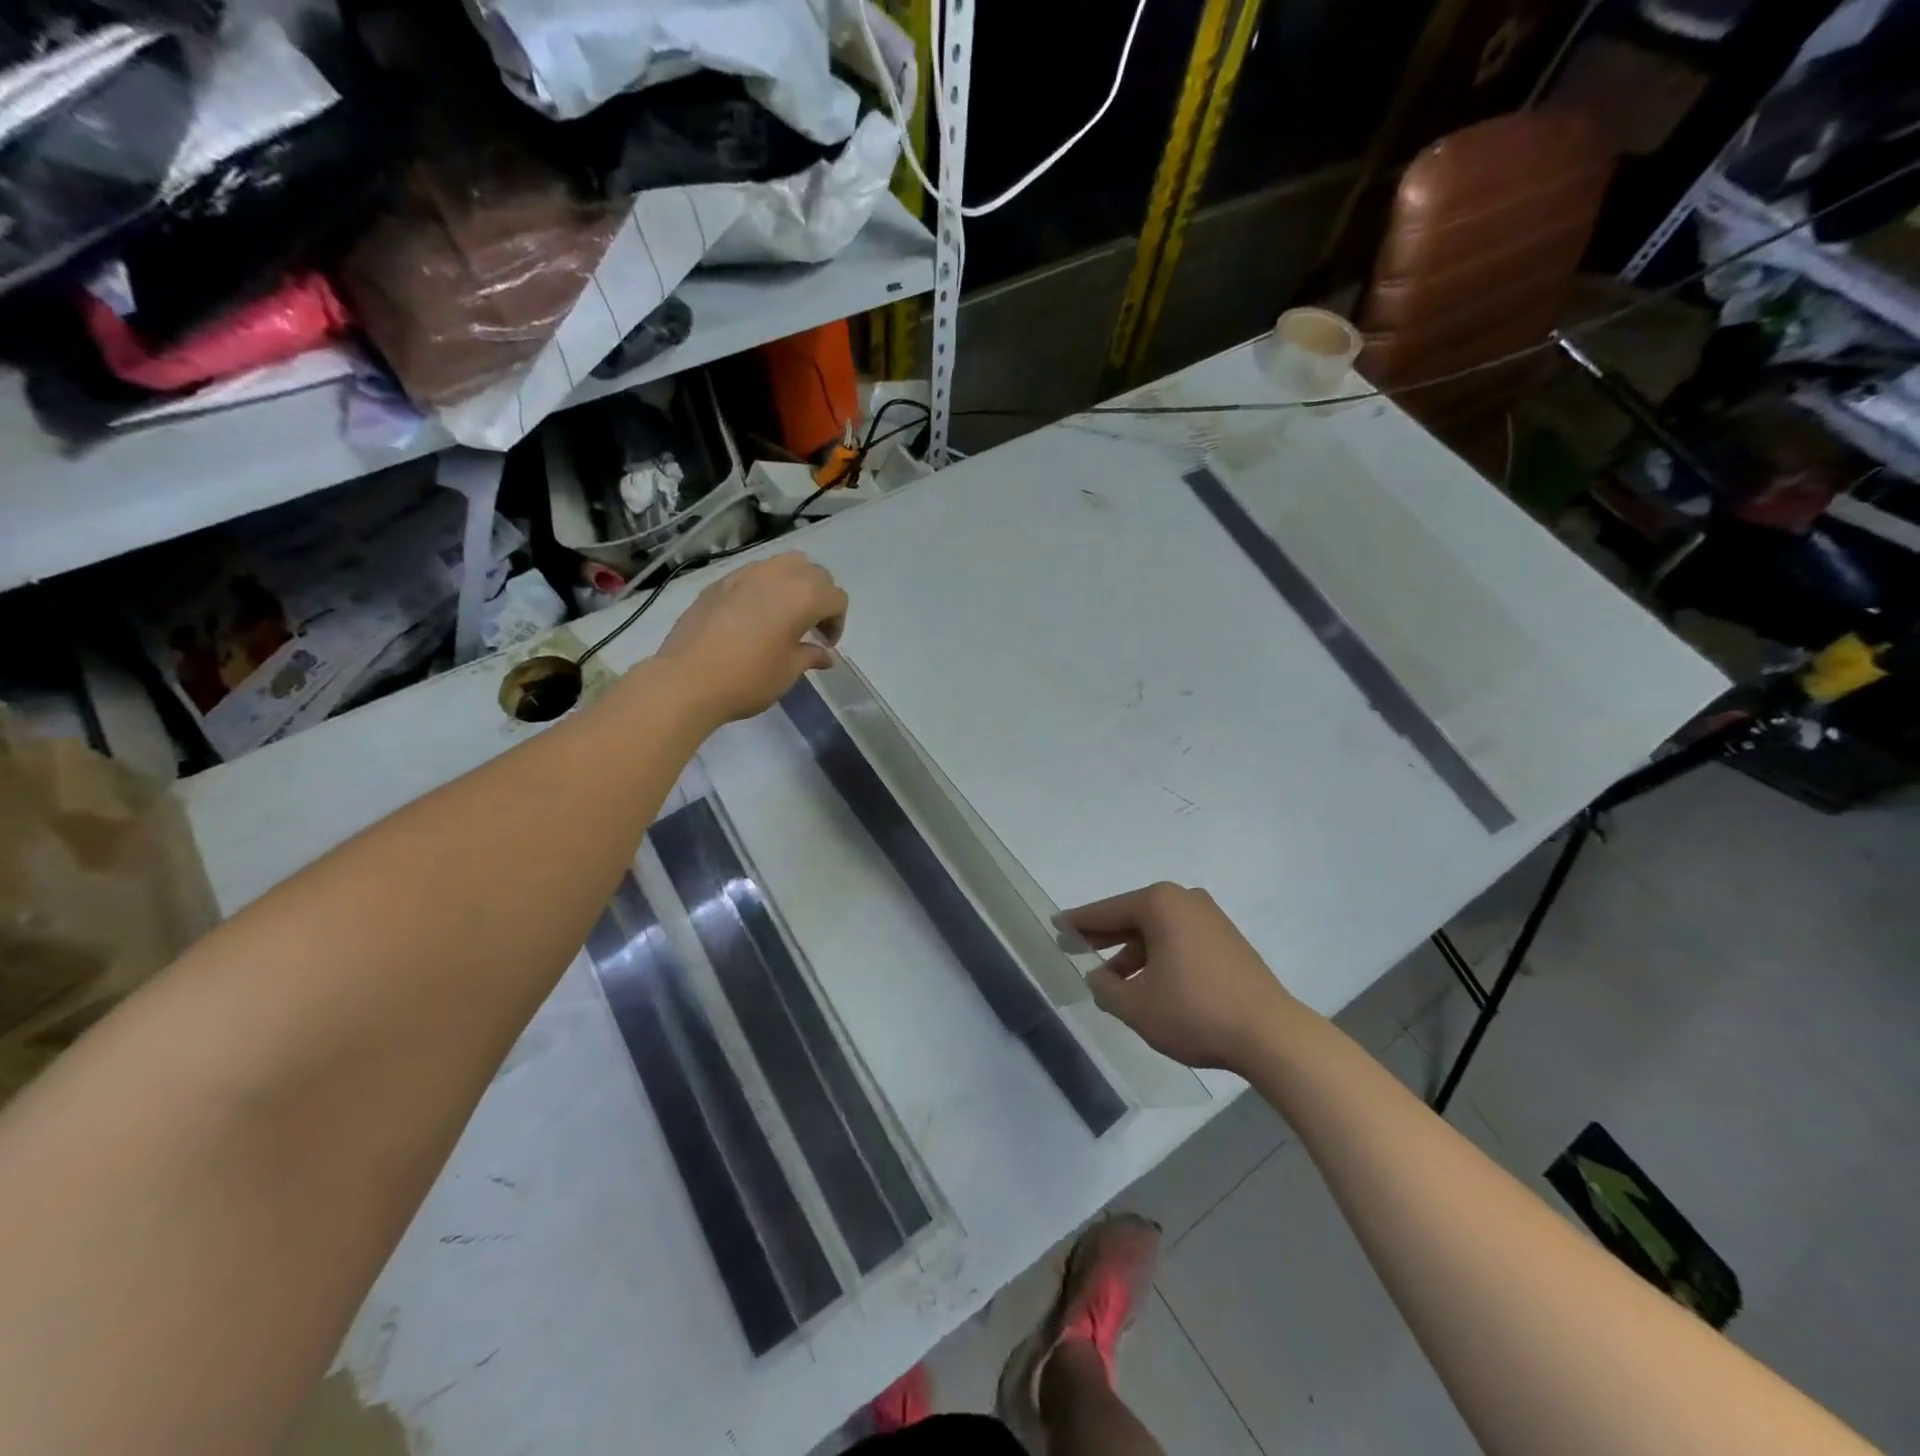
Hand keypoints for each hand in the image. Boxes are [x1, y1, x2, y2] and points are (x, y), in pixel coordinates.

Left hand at [653, 554, 847, 723]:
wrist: (687, 680)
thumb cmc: (748, 678)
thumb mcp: (788, 671)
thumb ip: (810, 655)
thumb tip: (824, 654)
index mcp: (803, 596)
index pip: (836, 598)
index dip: (837, 622)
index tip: (825, 644)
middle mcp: (777, 575)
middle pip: (813, 573)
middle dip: (819, 597)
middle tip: (811, 627)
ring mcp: (745, 574)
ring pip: (783, 564)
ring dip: (793, 585)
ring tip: (784, 614)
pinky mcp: (720, 582)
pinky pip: (753, 574)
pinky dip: (764, 588)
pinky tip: (753, 616)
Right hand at [1063, 883, 1296, 1073]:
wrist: (1270, 1035)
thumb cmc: (1194, 1012)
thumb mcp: (1137, 1006)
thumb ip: (1107, 989)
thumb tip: (1098, 978)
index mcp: (1160, 904)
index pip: (1107, 911)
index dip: (1079, 922)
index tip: (1055, 925)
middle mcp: (1185, 900)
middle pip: (1133, 916)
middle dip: (1104, 935)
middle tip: (1074, 946)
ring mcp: (1210, 919)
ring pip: (1157, 931)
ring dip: (1132, 952)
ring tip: (1110, 979)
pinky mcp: (1227, 941)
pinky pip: (1179, 940)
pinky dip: (1158, 956)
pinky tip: (1147, 983)